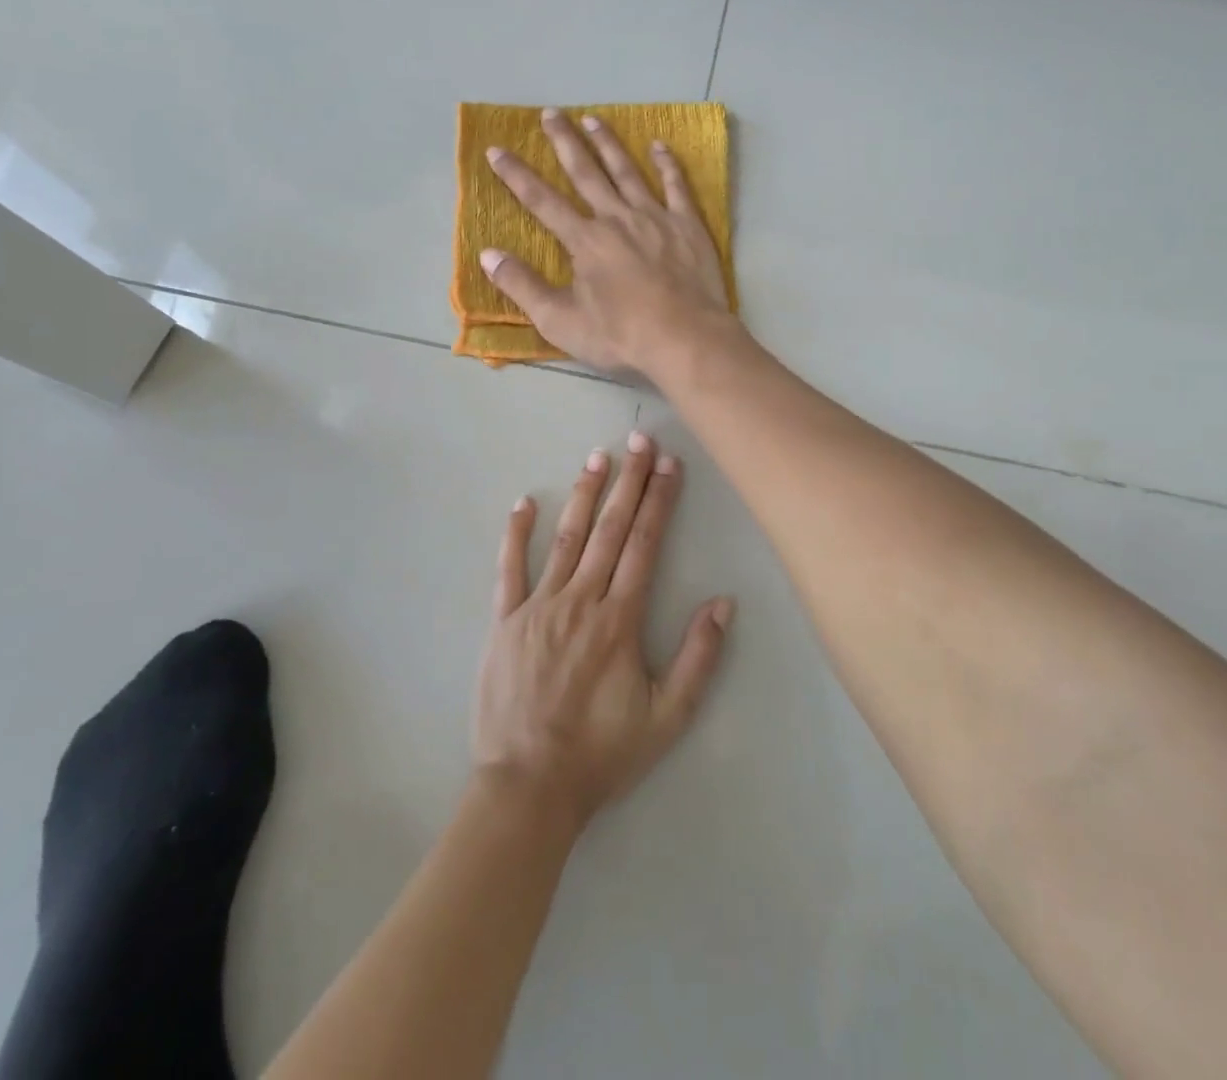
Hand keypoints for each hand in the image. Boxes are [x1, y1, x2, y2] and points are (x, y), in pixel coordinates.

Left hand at [473, 431, 734, 830]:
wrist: (529, 787)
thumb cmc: (602, 753)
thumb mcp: (667, 717)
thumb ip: (698, 658)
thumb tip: (723, 603)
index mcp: (619, 619)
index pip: (644, 544)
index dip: (660, 501)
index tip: (670, 464)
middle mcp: (580, 600)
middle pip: (608, 529)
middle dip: (628, 481)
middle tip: (639, 439)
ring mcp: (537, 606)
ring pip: (565, 538)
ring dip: (583, 494)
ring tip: (597, 457)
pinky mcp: (504, 620)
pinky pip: (509, 568)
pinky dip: (516, 533)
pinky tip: (524, 503)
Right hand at [481, 110, 733, 375]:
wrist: (684, 338)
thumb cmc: (620, 335)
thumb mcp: (559, 320)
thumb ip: (522, 286)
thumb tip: (487, 255)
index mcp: (585, 240)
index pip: (542, 201)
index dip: (517, 175)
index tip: (498, 150)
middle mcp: (617, 218)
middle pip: (586, 173)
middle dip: (564, 142)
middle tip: (550, 113)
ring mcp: (655, 217)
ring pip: (627, 171)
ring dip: (608, 144)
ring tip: (592, 120)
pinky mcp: (687, 226)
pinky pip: (676, 186)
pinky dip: (667, 164)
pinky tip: (659, 146)